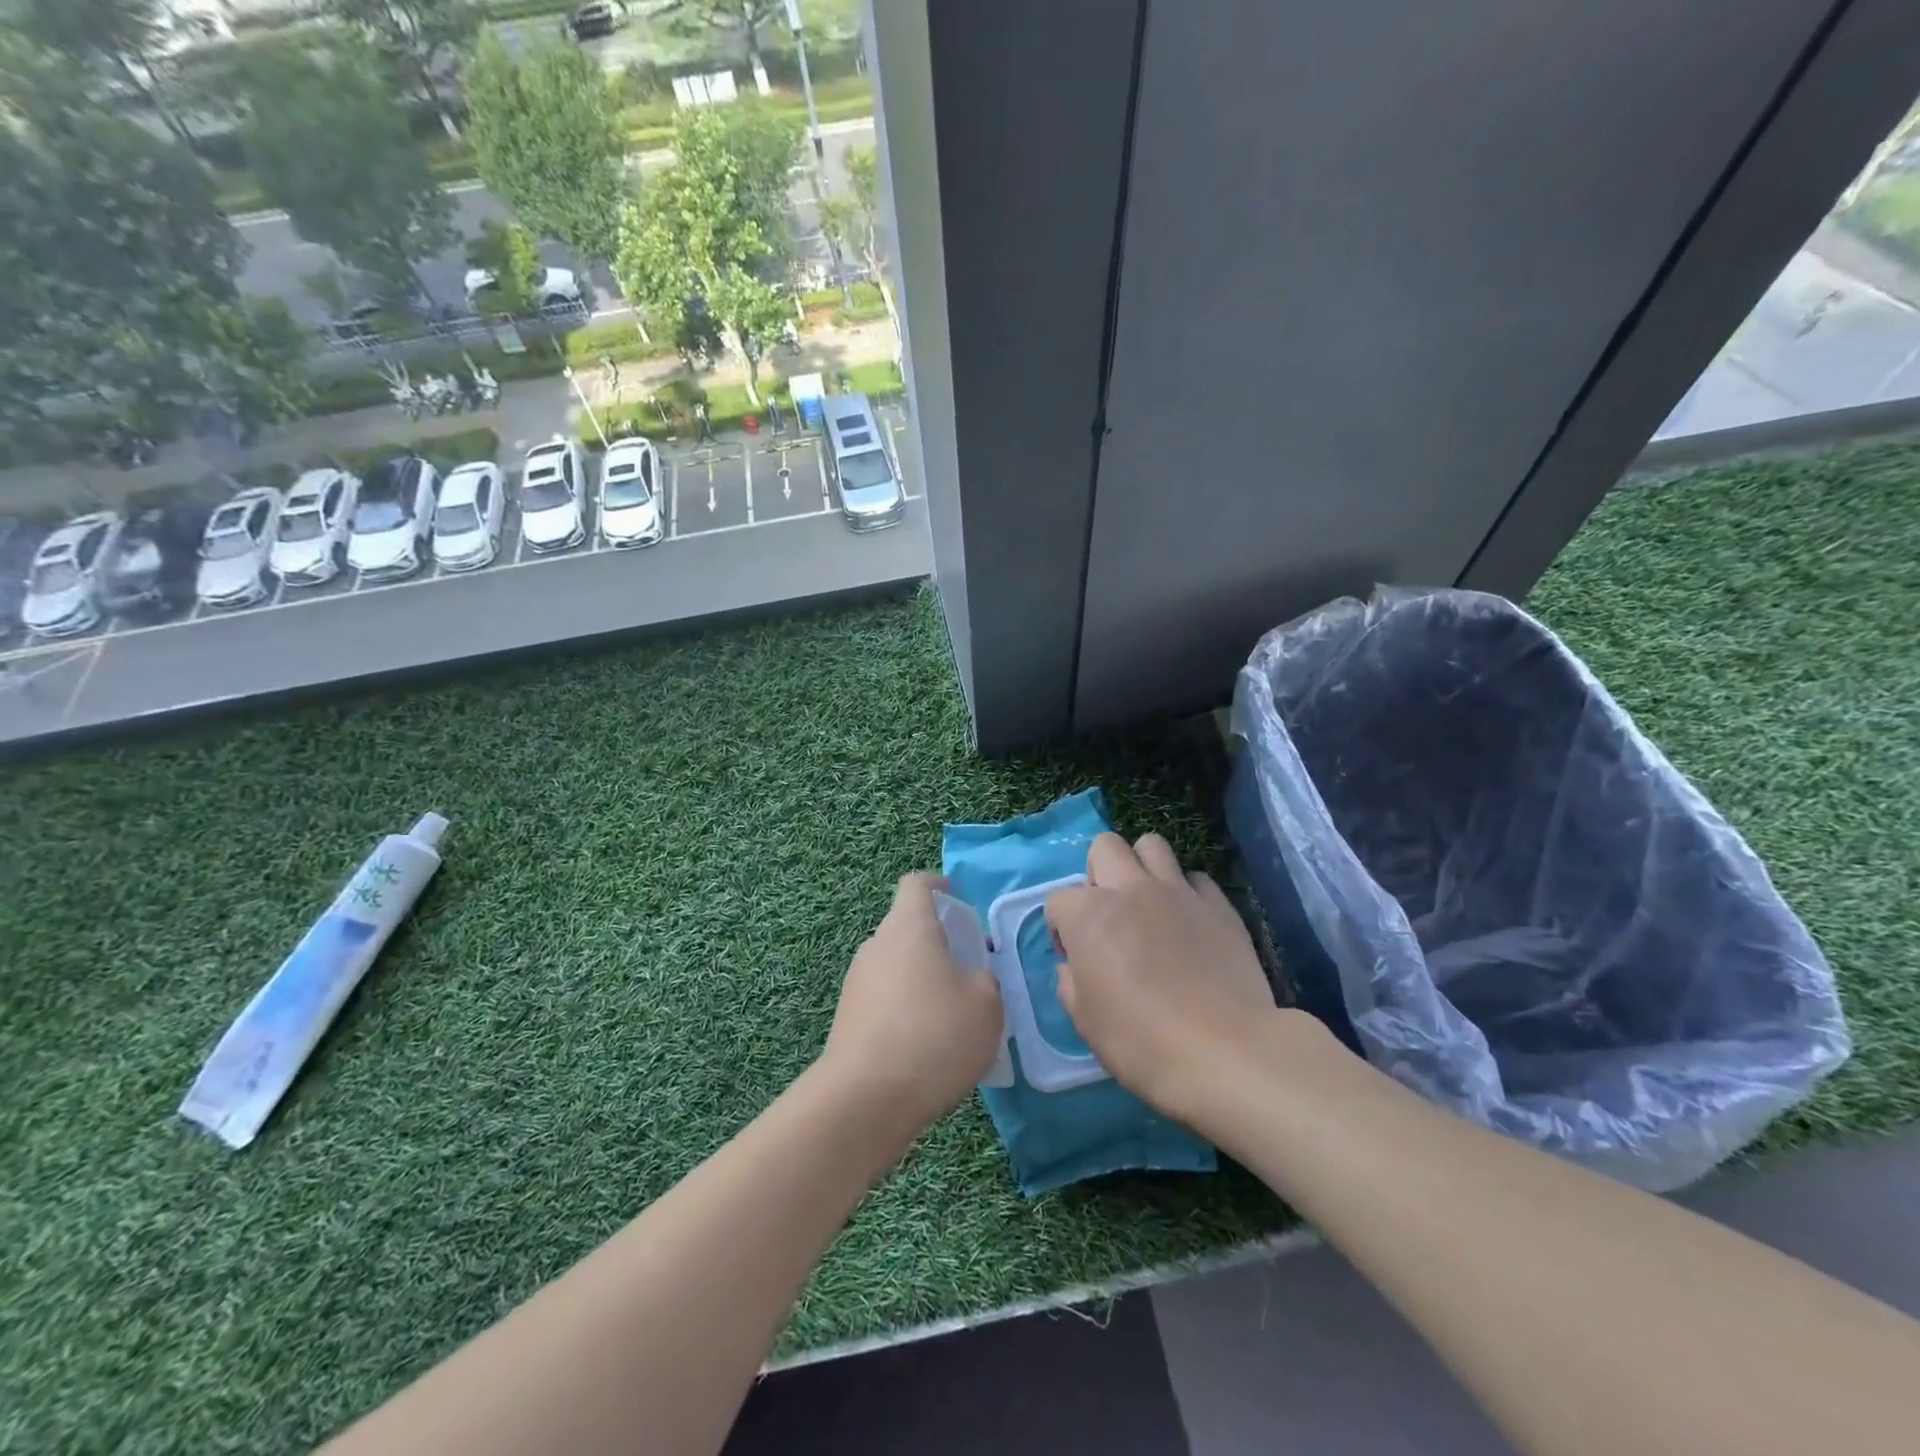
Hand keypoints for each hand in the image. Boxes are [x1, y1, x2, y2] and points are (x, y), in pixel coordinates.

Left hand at [821, 873, 1004, 1134]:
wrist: (866, 1099)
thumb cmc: (934, 1035)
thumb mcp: (987, 1004)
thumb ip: (985, 979)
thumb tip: (972, 978)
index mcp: (909, 926)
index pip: (917, 885)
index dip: (939, 886)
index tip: (958, 899)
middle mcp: (877, 945)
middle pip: (908, 928)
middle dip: (939, 942)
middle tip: (971, 970)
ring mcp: (857, 982)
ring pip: (897, 966)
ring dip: (924, 980)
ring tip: (954, 1016)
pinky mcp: (849, 1019)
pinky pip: (886, 1000)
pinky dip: (908, 1010)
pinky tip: (929, 1047)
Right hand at [1047, 834, 1279, 1115]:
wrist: (1225, 1052)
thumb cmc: (1141, 1041)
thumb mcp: (1085, 1021)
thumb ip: (1071, 982)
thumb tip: (1075, 967)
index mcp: (1089, 915)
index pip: (1058, 900)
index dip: (1061, 928)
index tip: (1075, 958)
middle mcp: (1130, 889)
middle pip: (1105, 847)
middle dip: (1098, 873)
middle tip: (1109, 915)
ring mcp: (1178, 891)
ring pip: (1152, 845)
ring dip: (1142, 868)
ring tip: (1149, 905)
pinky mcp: (1219, 904)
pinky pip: (1196, 879)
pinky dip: (1187, 893)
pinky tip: (1190, 924)